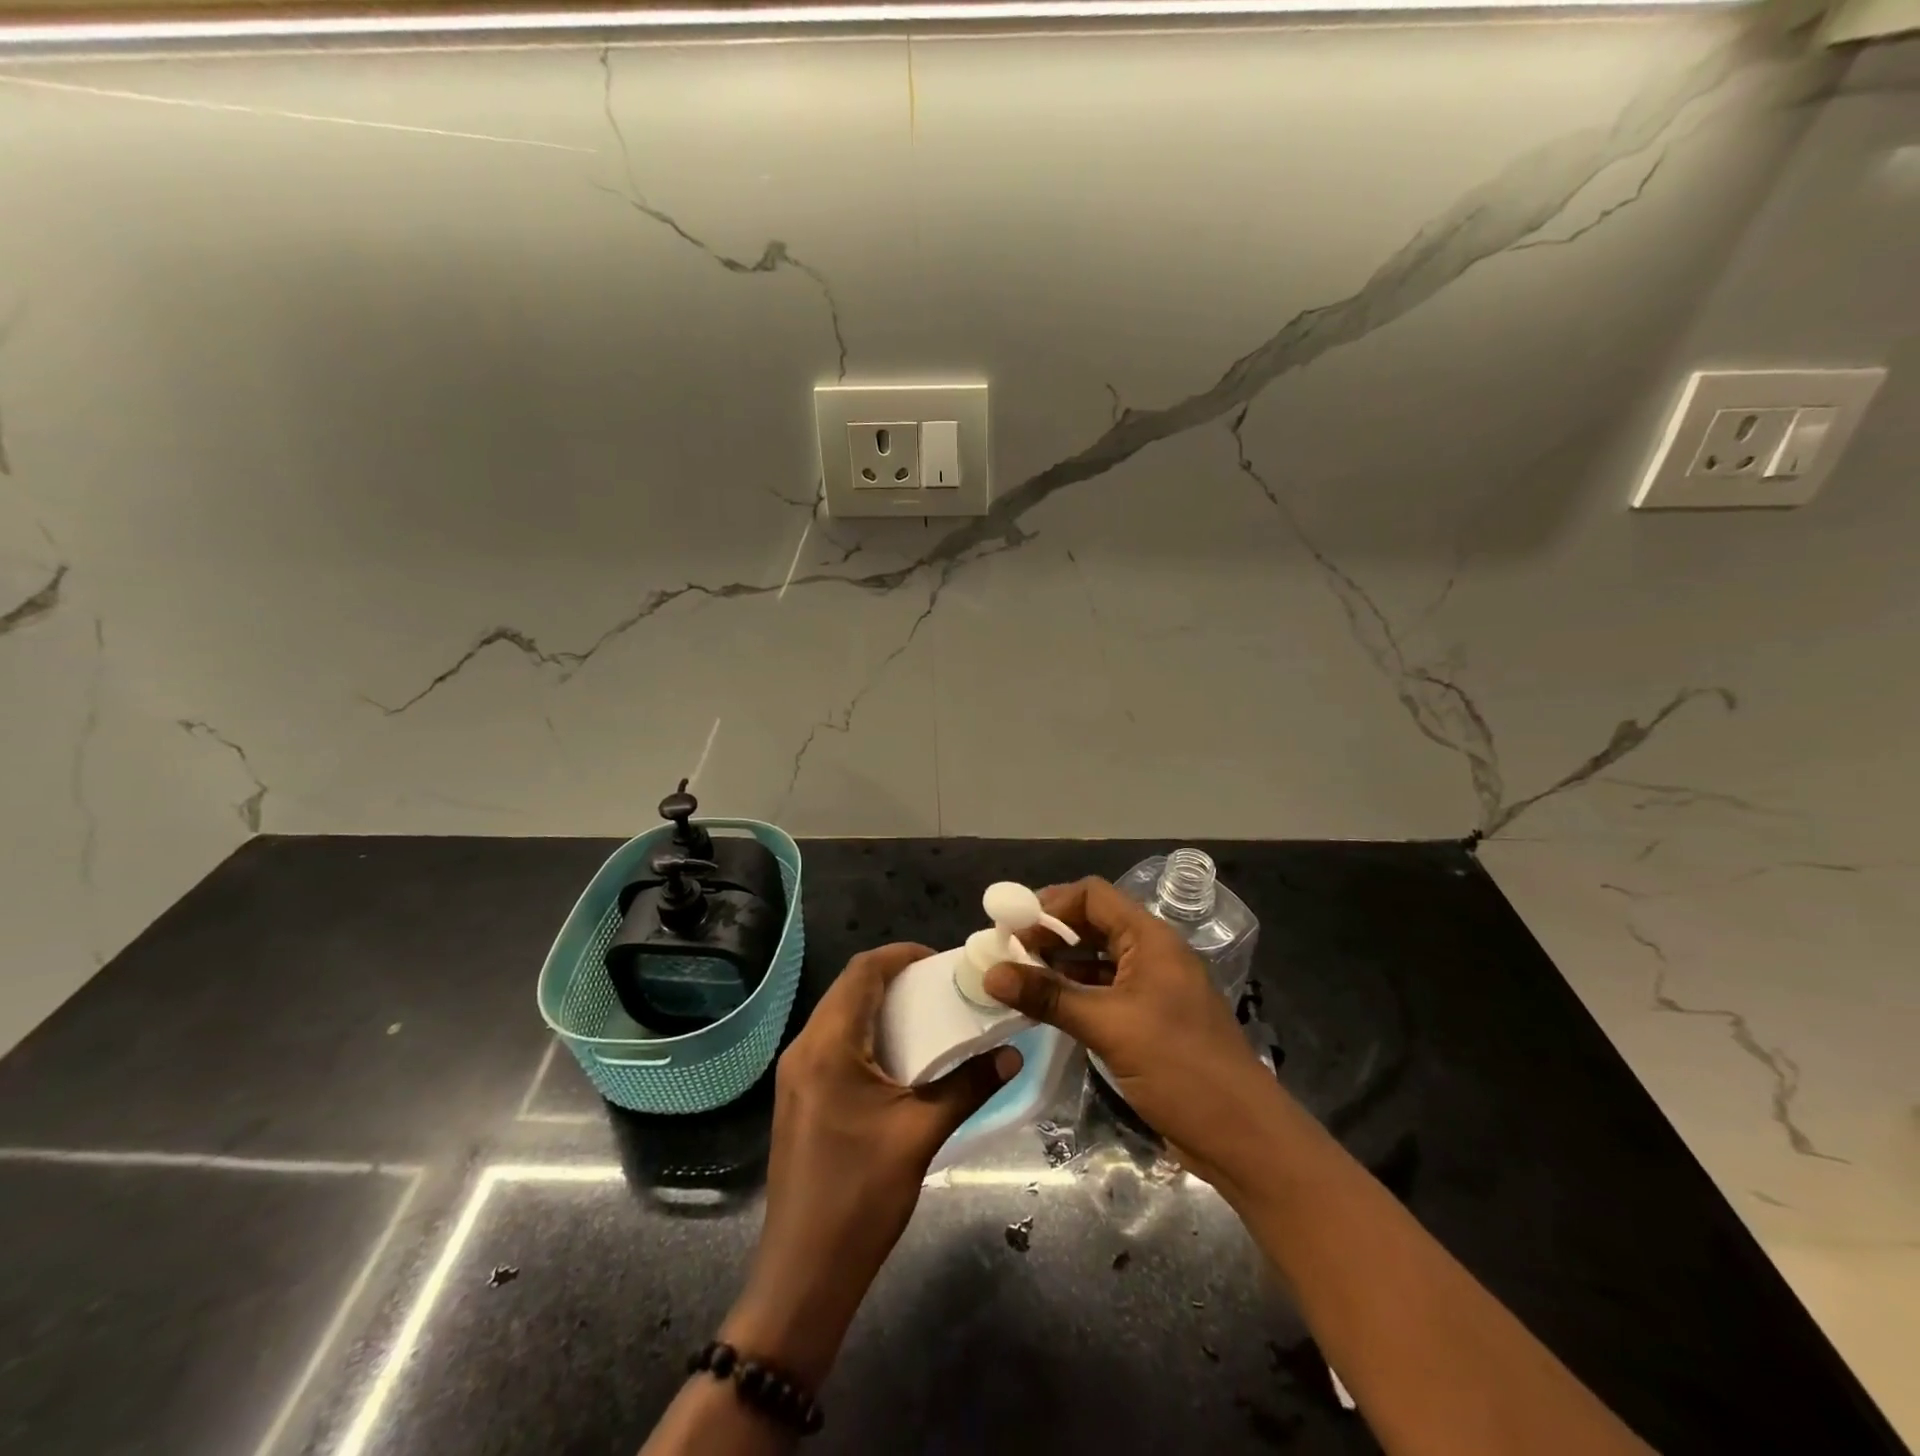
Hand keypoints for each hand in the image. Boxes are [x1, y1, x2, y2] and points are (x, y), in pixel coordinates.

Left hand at [722, 943, 1019, 1385]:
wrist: (803, 1274)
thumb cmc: (860, 1197)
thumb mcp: (921, 1135)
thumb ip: (968, 1086)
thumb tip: (1012, 1054)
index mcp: (827, 1045)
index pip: (862, 971)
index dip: (902, 955)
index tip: (942, 960)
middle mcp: (804, 1048)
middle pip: (848, 988)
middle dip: (894, 978)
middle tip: (941, 987)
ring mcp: (795, 1074)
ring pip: (838, 1015)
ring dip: (879, 1006)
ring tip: (927, 1015)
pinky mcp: (797, 1096)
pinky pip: (832, 1042)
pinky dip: (865, 1033)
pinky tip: (898, 1056)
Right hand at [983, 878, 1275, 1188]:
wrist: (1243, 1137)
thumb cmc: (1180, 1068)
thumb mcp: (1108, 1027)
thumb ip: (1049, 996)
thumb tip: (991, 973)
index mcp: (1151, 939)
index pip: (1093, 896)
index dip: (1050, 903)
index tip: (1009, 925)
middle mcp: (1152, 954)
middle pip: (1093, 925)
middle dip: (1049, 934)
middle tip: (1005, 952)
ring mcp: (1152, 989)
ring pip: (1096, 960)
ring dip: (1058, 965)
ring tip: (1015, 978)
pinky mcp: (1149, 1021)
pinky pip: (1104, 992)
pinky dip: (1074, 993)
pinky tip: (1045, 1007)